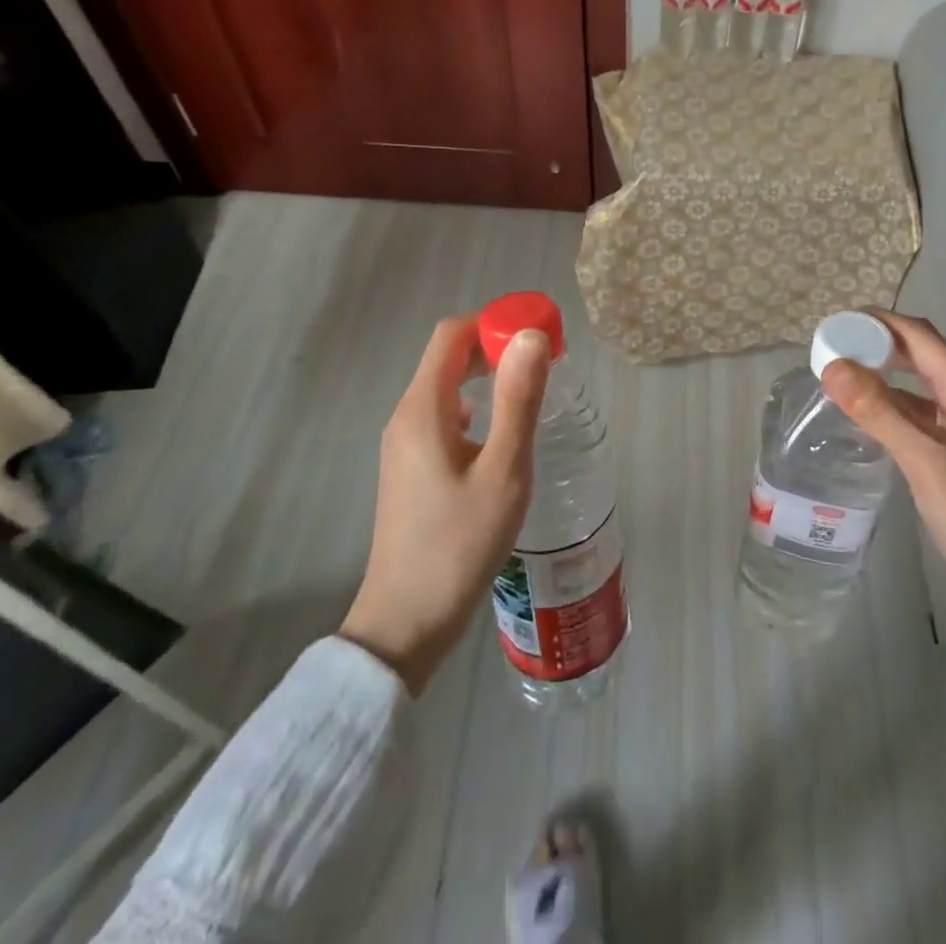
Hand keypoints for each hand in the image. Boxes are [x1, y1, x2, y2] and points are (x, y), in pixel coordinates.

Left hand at [340, 316, 550, 693]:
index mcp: (423, 409)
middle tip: (543, 362)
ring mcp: (402, 444)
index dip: (494, 323)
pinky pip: (442, 417)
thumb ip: (519, 399)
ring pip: (444, 387)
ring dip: (486, 377)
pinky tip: (500, 435)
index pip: (452, 335)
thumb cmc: (460, 542)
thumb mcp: (503, 469)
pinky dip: (474, 406)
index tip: (537, 335)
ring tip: (529, 394)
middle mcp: (405, 417)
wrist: (407, 621)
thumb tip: (532, 335)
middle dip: (494, 348)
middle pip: (447, 357)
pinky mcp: (409, 468)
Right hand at [821, 312, 945, 636]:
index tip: (833, 326)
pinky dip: (892, 408)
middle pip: (921, 355)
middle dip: (877, 346)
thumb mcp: (926, 462)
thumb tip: (832, 366)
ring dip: (883, 377)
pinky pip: (922, 415)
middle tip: (830, 351)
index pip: (920, 336)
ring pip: (920, 386)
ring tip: (839, 379)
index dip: (877, 323)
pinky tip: (866, 418)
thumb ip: (879, 412)